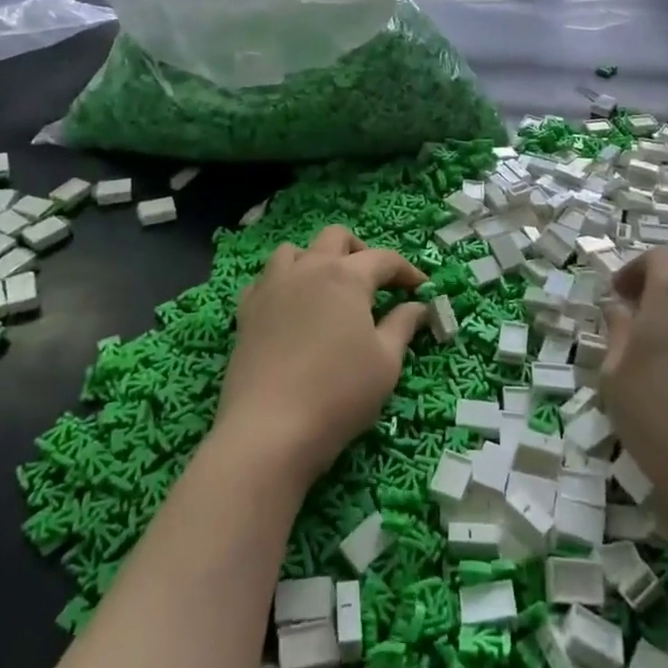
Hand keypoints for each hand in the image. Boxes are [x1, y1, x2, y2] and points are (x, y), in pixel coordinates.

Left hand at [215, 226, 426, 487]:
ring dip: (316, 260)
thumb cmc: (339, 393)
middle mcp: (307, 268)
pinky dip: (283, 283)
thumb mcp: (386, 362)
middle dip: (361, 252)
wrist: (269, 430)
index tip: (422, 289)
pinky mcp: (246, 311)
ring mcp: (271, 287)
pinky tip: (291, 309)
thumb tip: (417, 306)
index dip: (407, 271)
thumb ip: (403, 325)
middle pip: (336, 238)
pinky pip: (266, 280)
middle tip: (375, 283)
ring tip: (329, 289)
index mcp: (346, 275)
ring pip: (294, 251)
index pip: (384, 258)